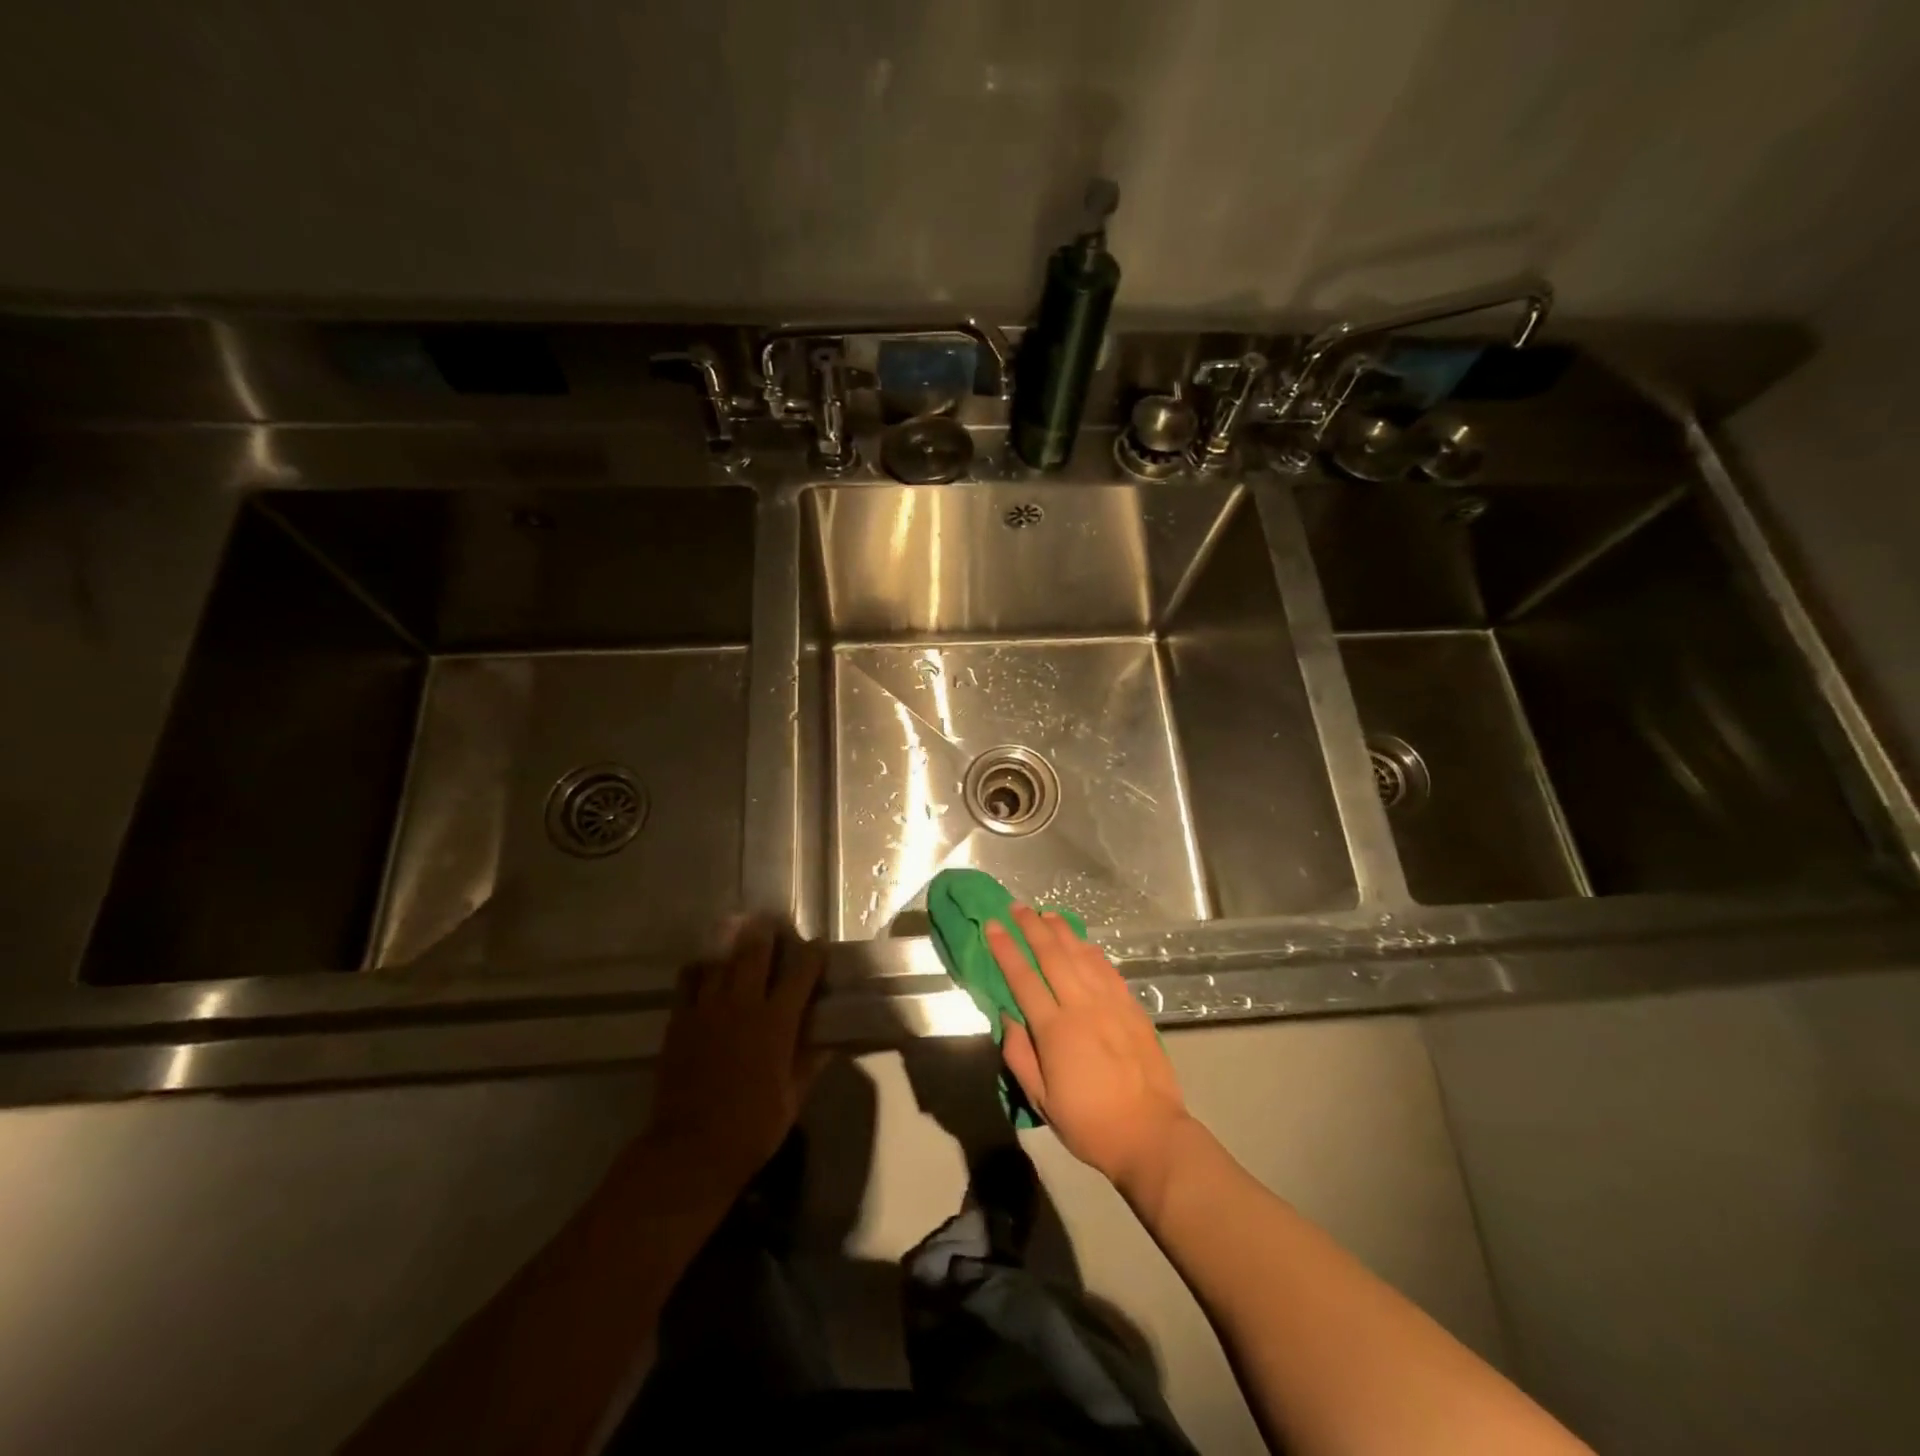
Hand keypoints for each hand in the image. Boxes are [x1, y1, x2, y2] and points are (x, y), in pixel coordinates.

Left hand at [644, 919, 827, 1199]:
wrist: (690, 1149)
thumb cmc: (752, 1127)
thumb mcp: (793, 1097)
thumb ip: (811, 1061)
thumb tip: (830, 1038)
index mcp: (777, 1022)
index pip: (801, 972)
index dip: (813, 953)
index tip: (818, 944)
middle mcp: (743, 1004)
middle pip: (756, 951)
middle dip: (768, 932)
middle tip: (774, 922)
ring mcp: (707, 1009)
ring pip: (721, 959)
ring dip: (734, 943)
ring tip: (740, 931)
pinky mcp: (680, 1019)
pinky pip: (688, 979)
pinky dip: (699, 967)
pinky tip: (706, 967)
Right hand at [987, 906, 1191, 1194]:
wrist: (1150, 1134)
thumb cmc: (1089, 1123)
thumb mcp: (1042, 1100)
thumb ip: (1020, 1055)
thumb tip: (1007, 1017)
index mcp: (1055, 1030)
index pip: (1023, 979)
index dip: (1006, 950)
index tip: (993, 926)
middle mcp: (1082, 1007)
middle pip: (1053, 956)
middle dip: (1032, 928)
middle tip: (1017, 907)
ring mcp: (1111, 1004)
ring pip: (1082, 955)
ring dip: (1062, 932)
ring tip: (1046, 914)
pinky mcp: (1132, 1008)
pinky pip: (1108, 970)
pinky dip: (1092, 951)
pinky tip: (1083, 943)